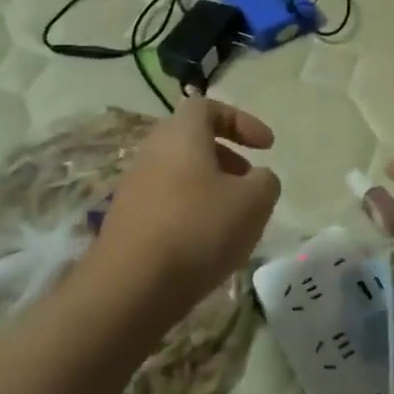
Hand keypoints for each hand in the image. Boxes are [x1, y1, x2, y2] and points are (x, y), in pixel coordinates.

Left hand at [95, 97, 281, 311]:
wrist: (130, 287)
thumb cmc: (198, 229)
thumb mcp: (253, 202)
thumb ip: (265, 181)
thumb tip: (258, 179)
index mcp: (181, 133)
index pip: (208, 107)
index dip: (242, 121)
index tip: (267, 147)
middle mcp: (153, 150)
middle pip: (193, 140)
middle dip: (227, 157)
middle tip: (250, 181)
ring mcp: (135, 186)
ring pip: (180, 173)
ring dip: (210, 187)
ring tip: (234, 219)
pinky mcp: (127, 220)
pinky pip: (167, 203)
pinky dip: (191, 212)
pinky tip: (207, 245)